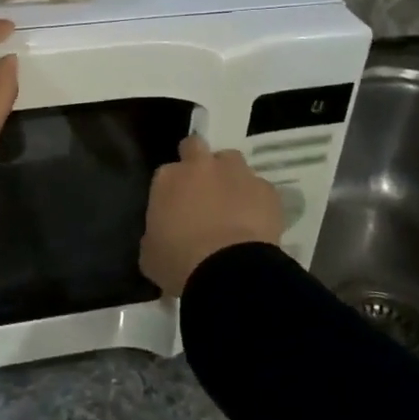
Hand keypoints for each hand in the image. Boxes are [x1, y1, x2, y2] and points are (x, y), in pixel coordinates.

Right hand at [139, 134, 282, 297]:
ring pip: (232, 162)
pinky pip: (260, 189)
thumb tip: (163, 234)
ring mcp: (237, 173)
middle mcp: (201, 166)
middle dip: (199, 162)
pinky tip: (256, 224)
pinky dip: (257, 201)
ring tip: (233, 205)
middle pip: (197, 147)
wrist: (229, 272)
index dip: (173, 188)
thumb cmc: (179, 263)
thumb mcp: (151, 253)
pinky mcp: (267, 190)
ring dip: (230, 177)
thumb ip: (155, 233)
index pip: (167, 172)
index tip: (176, 207)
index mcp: (167, 178)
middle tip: (202, 190)